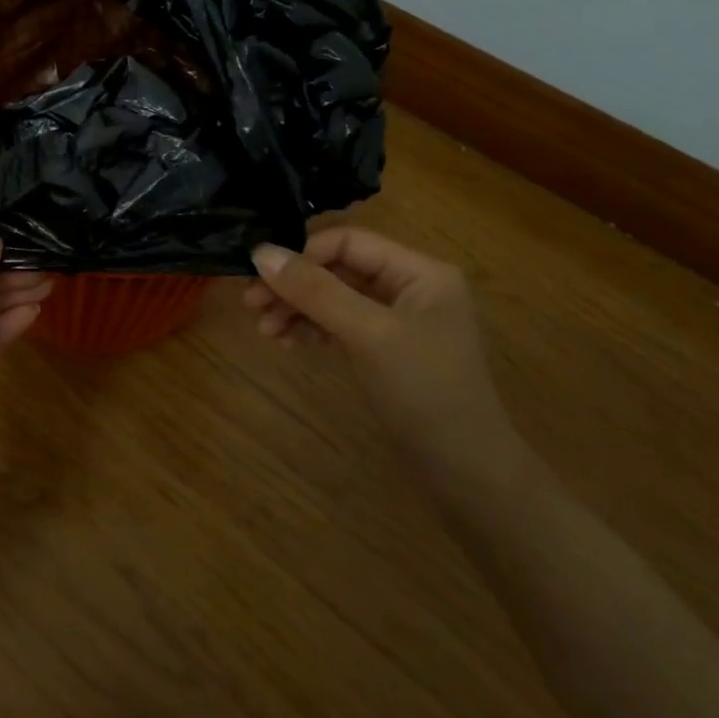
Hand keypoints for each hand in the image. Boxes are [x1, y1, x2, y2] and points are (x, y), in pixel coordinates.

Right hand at [244, 228, 522, 485]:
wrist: (466, 475)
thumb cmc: (424, 392)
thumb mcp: (368, 335)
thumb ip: (315, 291)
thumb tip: (260, 253)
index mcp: (419, 271)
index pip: (348, 242)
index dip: (302, 254)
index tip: (260, 275)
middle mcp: (409, 287)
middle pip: (337, 269)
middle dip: (294, 284)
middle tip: (252, 303)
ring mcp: (397, 319)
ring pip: (334, 297)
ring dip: (297, 308)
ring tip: (265, 329)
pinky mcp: (385, 348)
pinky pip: (340, 324)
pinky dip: (312, 328)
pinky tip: (287, 341)